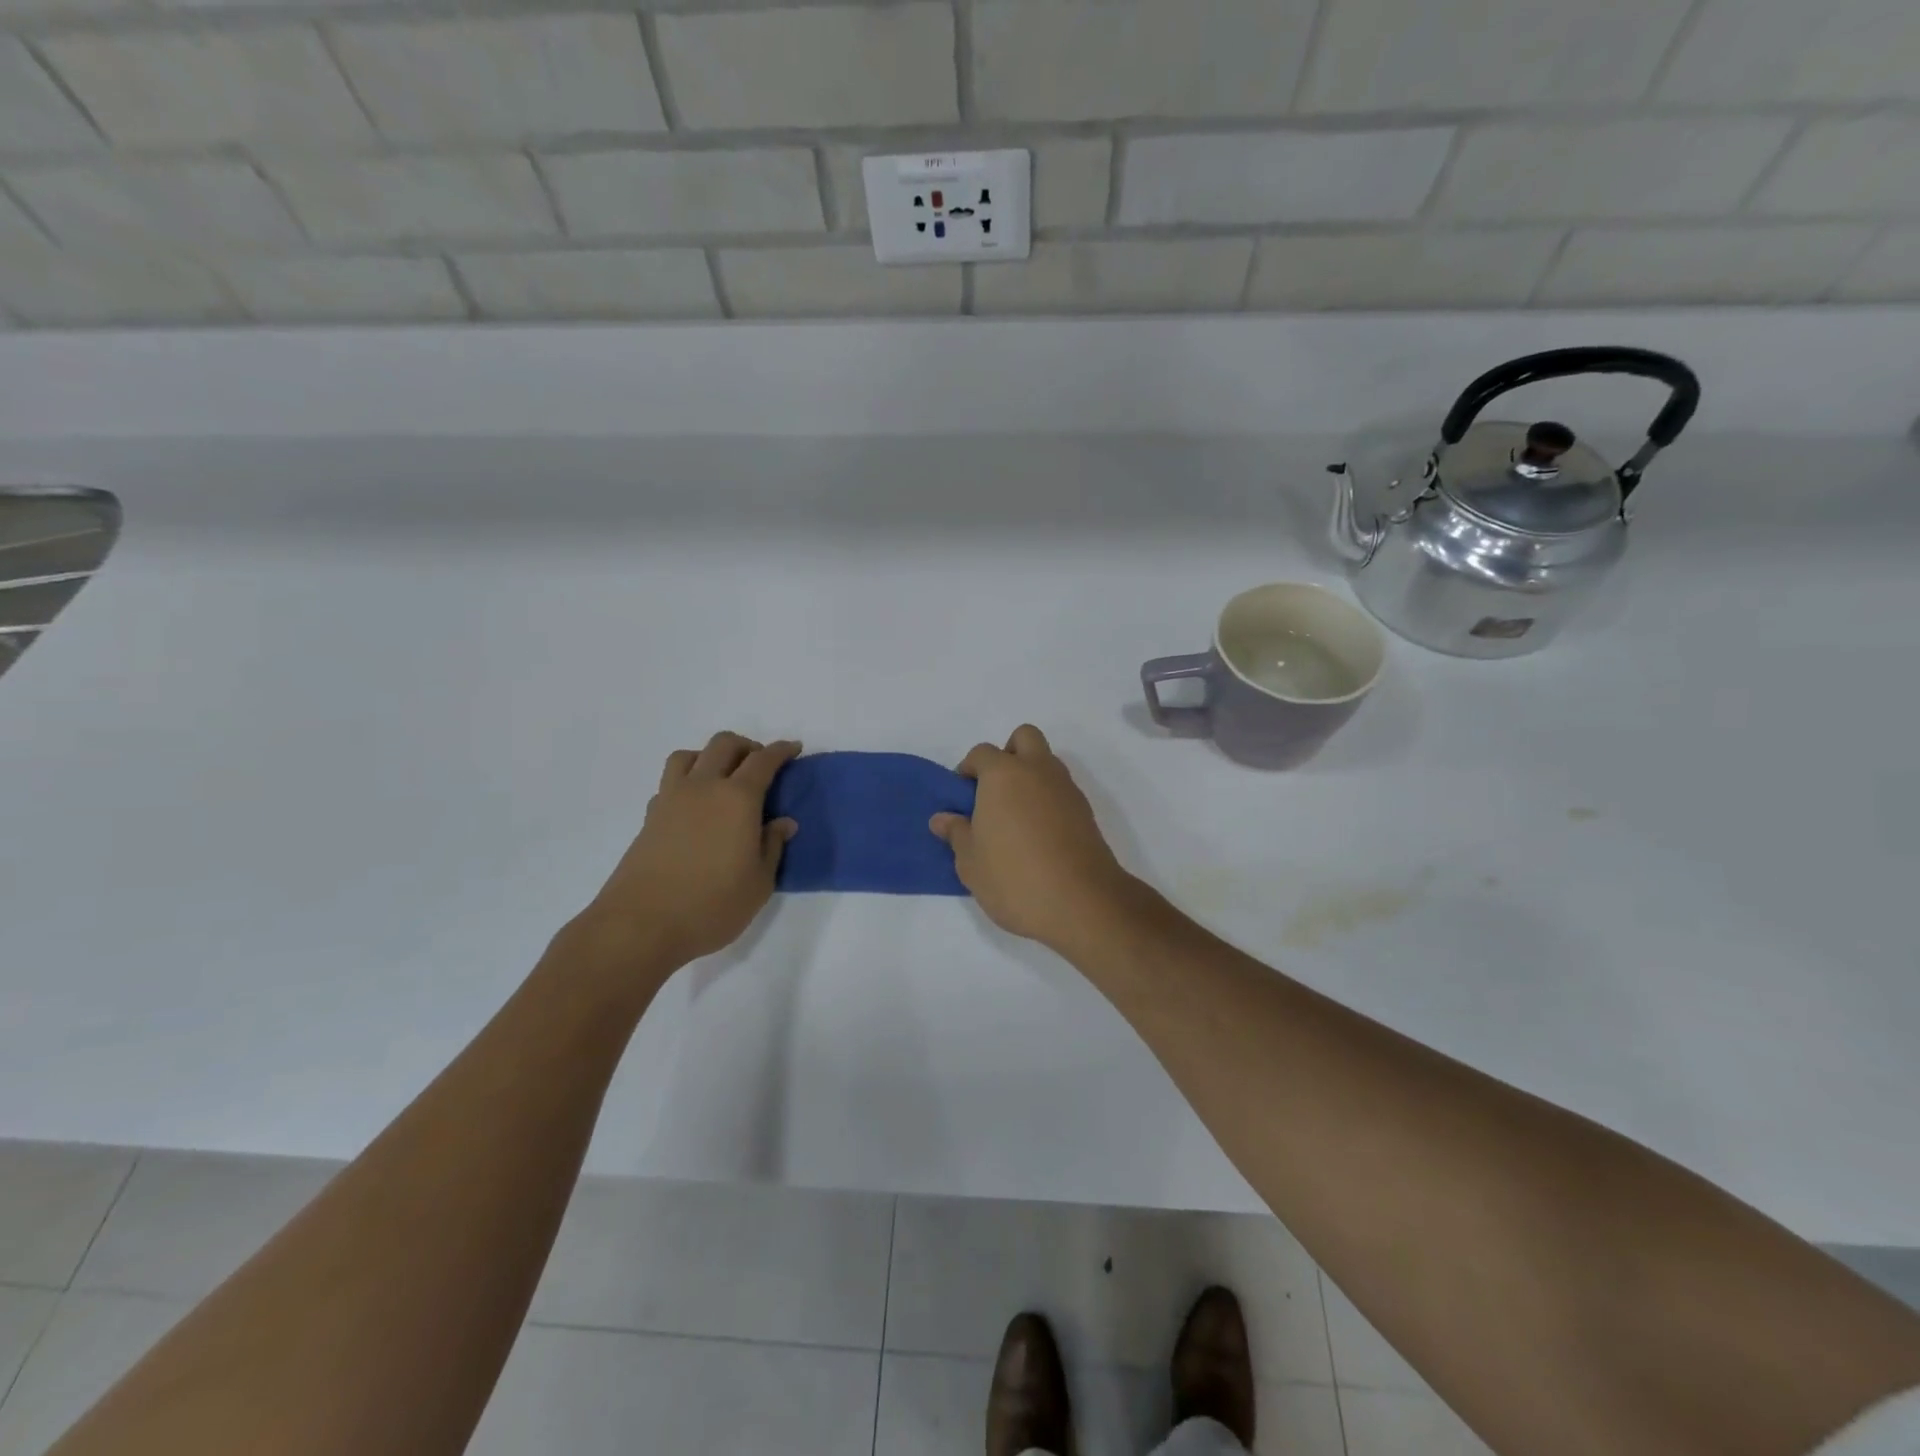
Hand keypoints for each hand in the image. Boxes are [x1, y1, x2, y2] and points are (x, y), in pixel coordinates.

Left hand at [571, 732, 799, 975]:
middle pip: (724, 745)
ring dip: (711, 756)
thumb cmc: (711, 905)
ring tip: (723, 778)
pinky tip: (696, 806)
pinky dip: (687, 780)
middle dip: (747, 746)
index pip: (763, 761)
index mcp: (737, 798)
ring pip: (690, 755)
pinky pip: (670, 781)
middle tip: (761, 765)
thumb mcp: (759, 883)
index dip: (781, 750)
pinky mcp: (650, 817)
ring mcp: (671, 799)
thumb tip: (783, 822)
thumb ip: (773, 846)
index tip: (794, 748)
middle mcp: (703, 787)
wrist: (640, 925)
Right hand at [930, 724, 1135, 952]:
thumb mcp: (971, 862)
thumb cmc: (1014, 878)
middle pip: (1024, 738)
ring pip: (1046, 762)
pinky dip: (1048, 800)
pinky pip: (1061, 790)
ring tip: (1015, 819)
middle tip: (994, 792)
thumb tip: (943, 818)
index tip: (962, 799)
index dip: (968, 770)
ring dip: (1030, 777)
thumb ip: (957, 833)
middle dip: (1008, 754)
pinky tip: (1038, 835)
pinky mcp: (1085, 811)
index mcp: (1003, 774)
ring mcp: (1066, 789)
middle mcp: (1037, 771)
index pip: (981, 753)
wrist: (1081, 903)